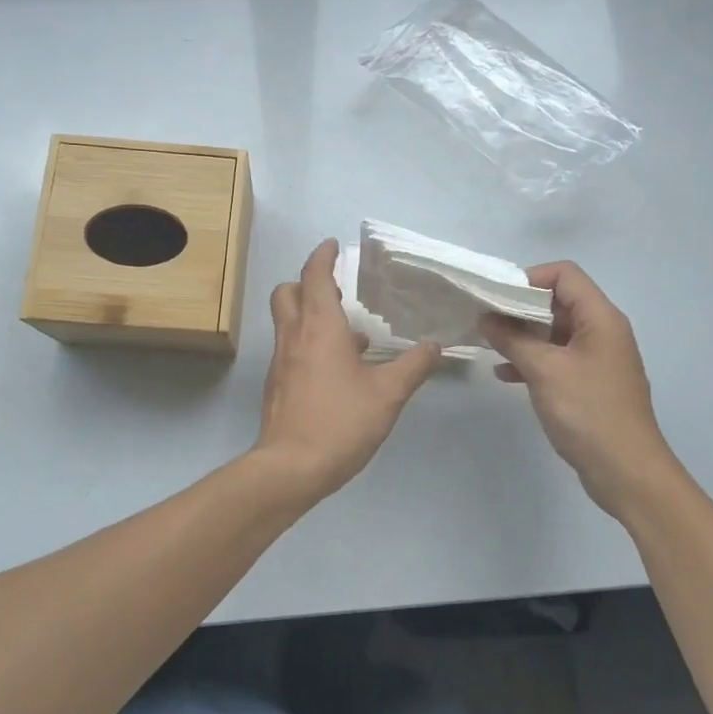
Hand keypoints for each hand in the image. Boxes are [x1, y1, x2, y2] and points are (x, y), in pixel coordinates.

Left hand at [254, 239, 439, 503]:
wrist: (291, 468)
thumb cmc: (340, 422)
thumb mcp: (388, 394)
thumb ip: (413, 366)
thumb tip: (434, 346)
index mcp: (319, 327)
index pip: (314, 276)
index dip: (323, 256)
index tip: (333, 245)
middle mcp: (294, 336)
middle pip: (288, 292)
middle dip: (307, 283)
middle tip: (337, 289)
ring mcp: (281, 361)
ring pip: (288, 321)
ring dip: (311, 315)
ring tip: (351, 333)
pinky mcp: (278, 384)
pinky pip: (291, 348)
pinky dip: (310, 343)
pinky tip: (340, 370)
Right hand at [479, 261, 676, 512]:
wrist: (626, 471)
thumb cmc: (588, 412)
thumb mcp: (544, 371)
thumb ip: (512, 339)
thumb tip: (486, 317)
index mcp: (600, 318)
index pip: (565, 274)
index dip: (530, 278)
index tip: (497, 298)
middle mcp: (602, 331)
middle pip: (558, 301)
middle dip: (520, 308)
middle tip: (486, 320)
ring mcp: (597, 358)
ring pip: (555, 332)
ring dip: (523, 336)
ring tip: (489, 345)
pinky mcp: (590, 383)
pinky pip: (558, 358)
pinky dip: (533, 360)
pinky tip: (505, 375)